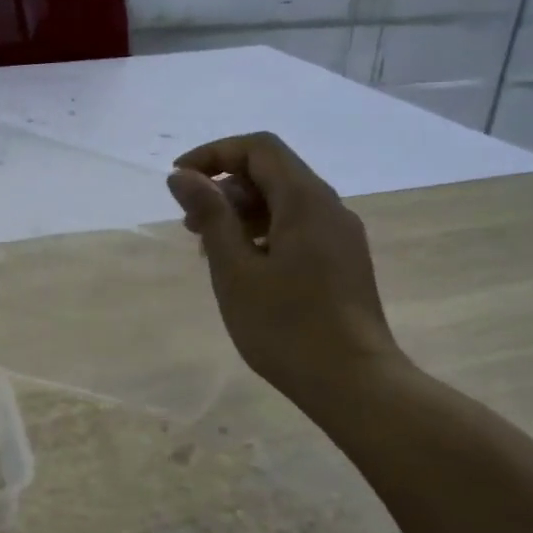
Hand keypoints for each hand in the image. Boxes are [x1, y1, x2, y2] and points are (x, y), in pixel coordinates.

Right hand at [166, 132, 402, 408]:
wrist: (354, 383)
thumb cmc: (285, 327)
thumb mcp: (235, 270)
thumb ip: (210, 216)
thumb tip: (183, 176)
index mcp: (305, 200)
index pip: (258, 149)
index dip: (213, 154)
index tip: (178, 180)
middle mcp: (330, 208)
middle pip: (273, 173)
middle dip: (225, 187)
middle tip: (189, 225)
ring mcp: (341, 237)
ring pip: (286, 203)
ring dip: (242, 213)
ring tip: (210, 251)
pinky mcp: (343, 263)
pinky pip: (299, 229)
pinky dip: (264, 233)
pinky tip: (244, 269)